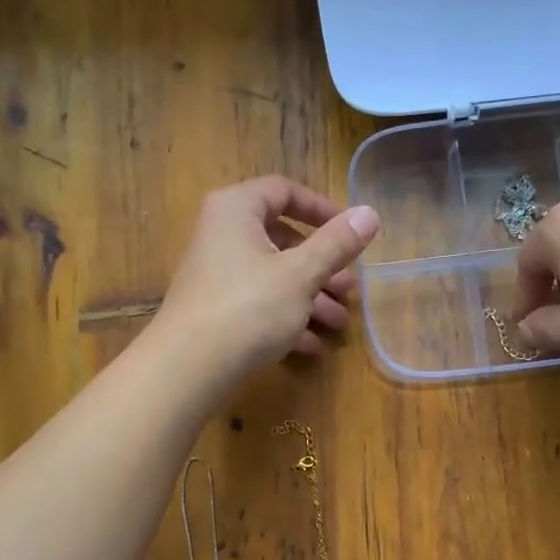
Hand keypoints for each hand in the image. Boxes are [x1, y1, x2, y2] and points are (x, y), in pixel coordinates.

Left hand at [154, 176, 379, 379]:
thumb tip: (370, 213)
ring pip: (273, 277)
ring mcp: (215, 275)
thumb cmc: (249, 307)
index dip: (322, 209)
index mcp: (236, 210)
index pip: (284, 191)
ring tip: (339, 323)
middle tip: (350, 289)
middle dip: (322, 267)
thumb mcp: (301, 274)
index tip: (352, 233)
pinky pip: (258, 305)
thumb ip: (336, 244)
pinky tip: (312, 346)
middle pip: (281, 240)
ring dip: (310, 298)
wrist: (188, 368)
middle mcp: (221, 235)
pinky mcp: (215, 311)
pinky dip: (285, 319)